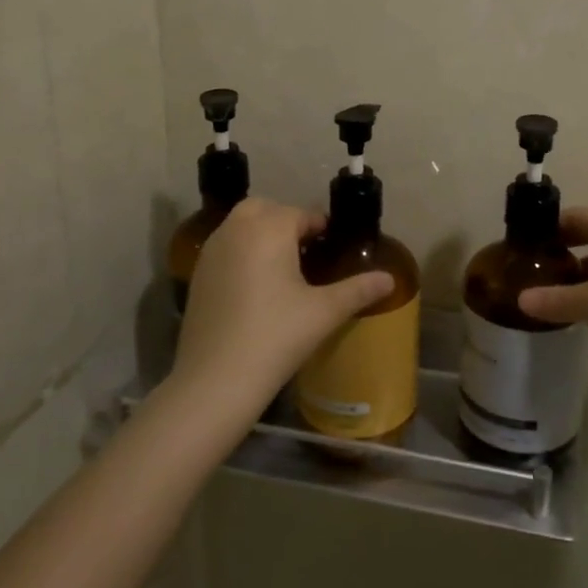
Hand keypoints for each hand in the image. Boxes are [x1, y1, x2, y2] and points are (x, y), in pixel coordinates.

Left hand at [169, 198, 393, 427]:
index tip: (334, 248)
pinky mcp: (198, 274)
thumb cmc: (276, 336)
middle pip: (265, 209)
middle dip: (286, 222)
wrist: (215, 379)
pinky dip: (242, 252)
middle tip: (307, 252)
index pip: (302, 214)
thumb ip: (358, 290)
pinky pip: (225, 248)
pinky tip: (256, 287)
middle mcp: (236, 229)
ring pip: (241, 226)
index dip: (321, 228)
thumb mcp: (324, 312)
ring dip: (262, 234)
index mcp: (269, 228)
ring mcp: (212, 251)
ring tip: (284, 269)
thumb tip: (389, 279)